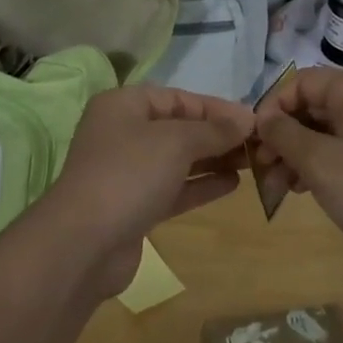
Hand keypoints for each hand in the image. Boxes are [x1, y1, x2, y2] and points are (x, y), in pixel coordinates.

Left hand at [29, 85, 253, 299]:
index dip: (216, 108)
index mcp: (124, 105)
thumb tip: (246, 118)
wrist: (84, 244)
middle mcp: (123, 133)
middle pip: (178, 128)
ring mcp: (127, 172)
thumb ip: (213, 130)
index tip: (253, 120)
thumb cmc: (129, 174)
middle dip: (217, 135)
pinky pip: (174, 188)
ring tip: (253, 163)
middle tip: (258, 144)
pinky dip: (201, 185)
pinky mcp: (134, 207)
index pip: (178, 98)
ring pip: (178, 159)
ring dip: (213, 159)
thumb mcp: (176, 142)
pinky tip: (233, 185)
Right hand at [256, 67, 342, 271]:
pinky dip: (315, 166)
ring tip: (276, 185)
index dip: (273, 106)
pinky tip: (300, 190)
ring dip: (294, 154)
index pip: (302, 82)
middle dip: (281, 134)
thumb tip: (262, 118)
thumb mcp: (321, 162)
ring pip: (321, 132)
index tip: (255, 140)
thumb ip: (284, 135)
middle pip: (311, 106)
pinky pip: (337, 151)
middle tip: (260, 167)